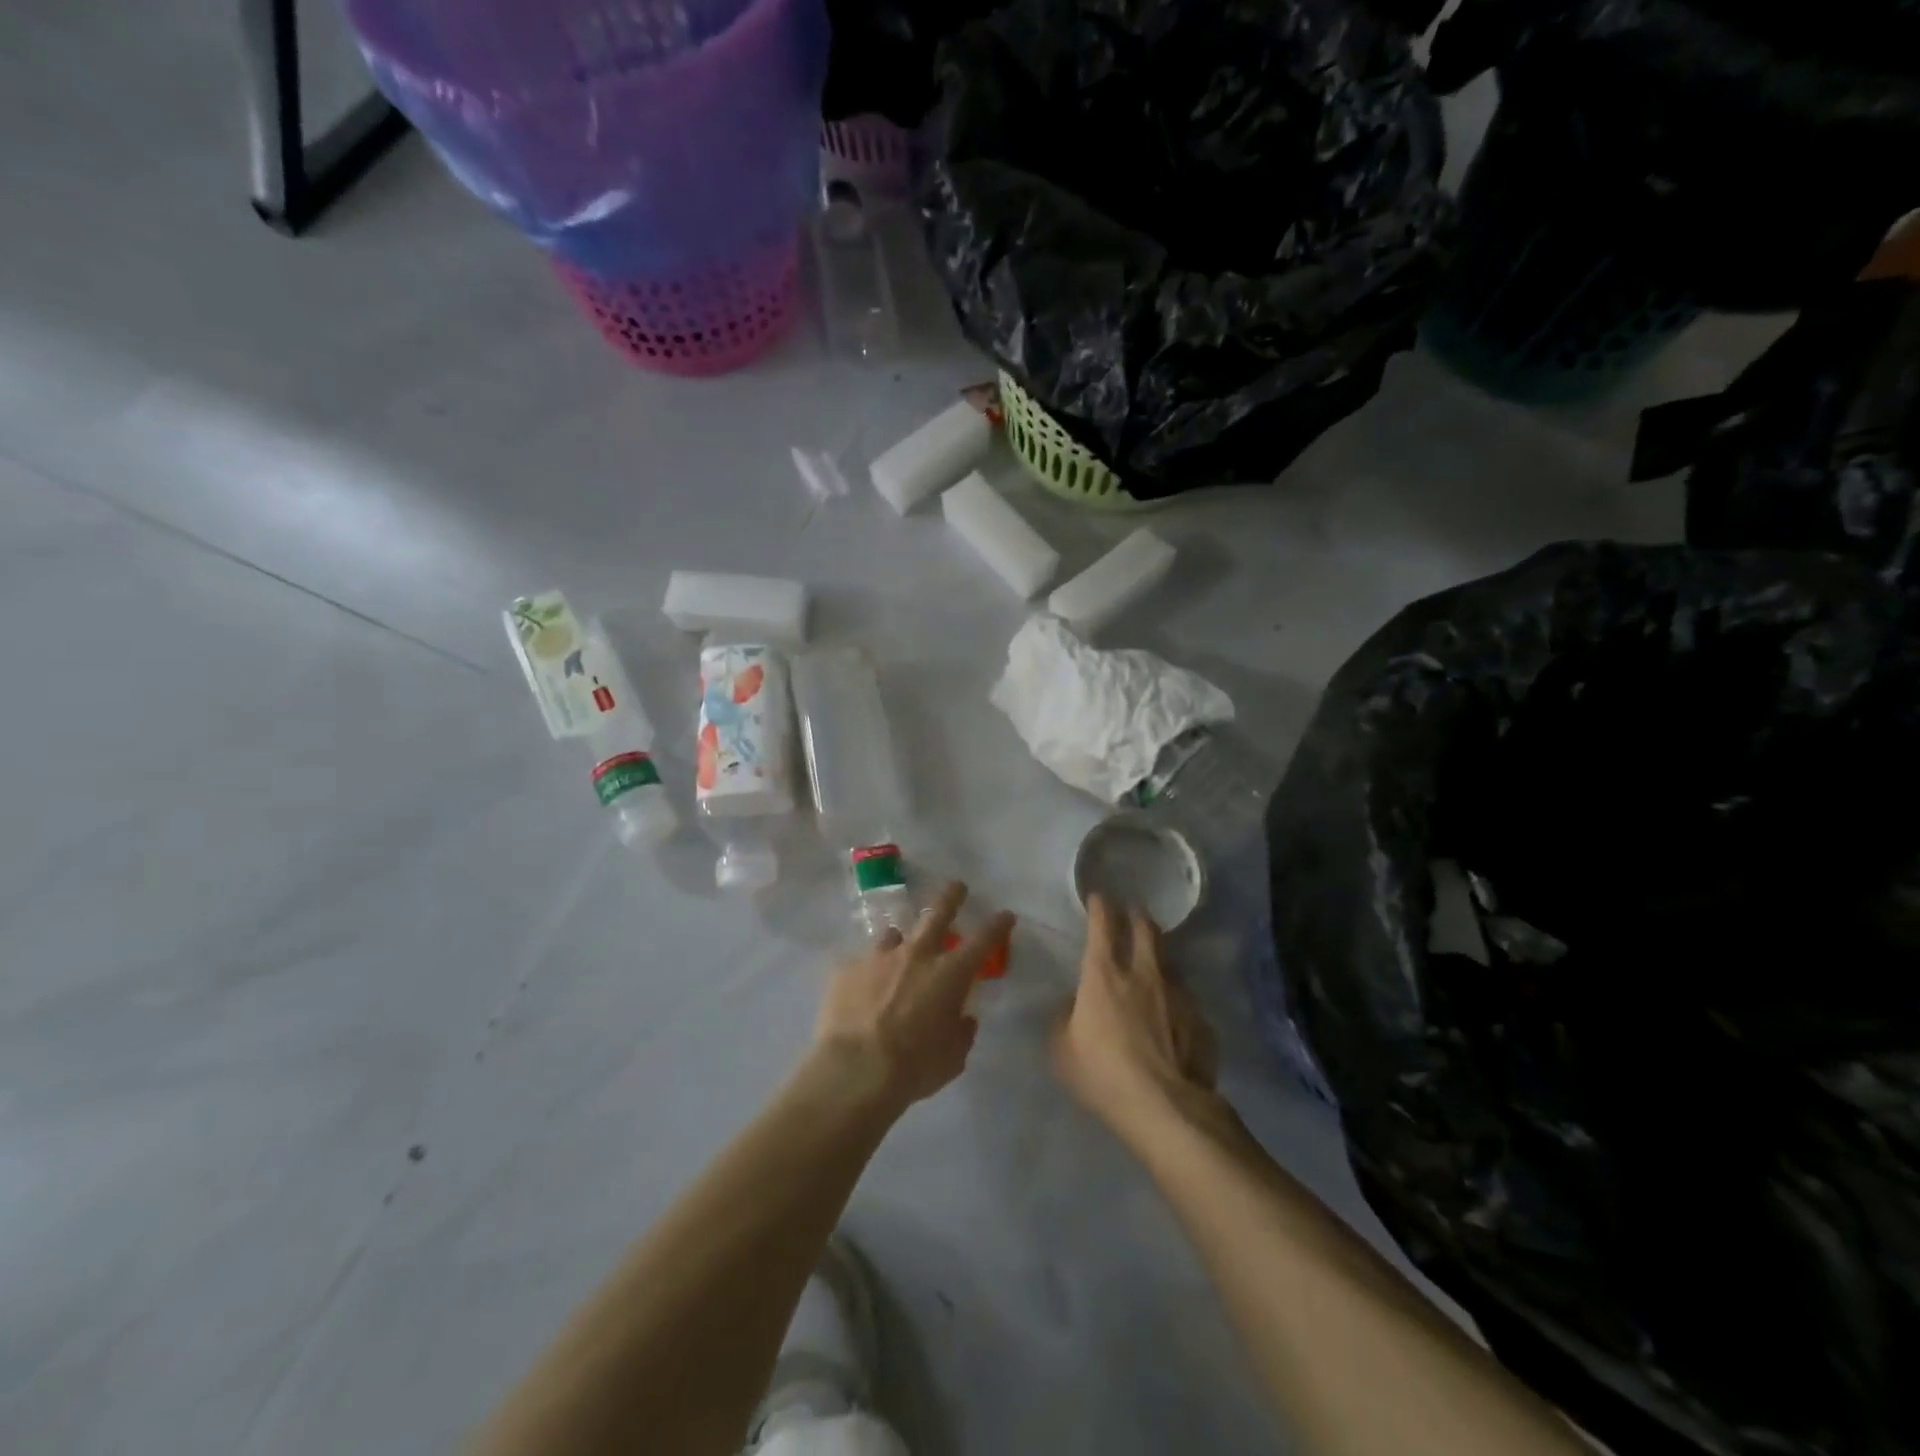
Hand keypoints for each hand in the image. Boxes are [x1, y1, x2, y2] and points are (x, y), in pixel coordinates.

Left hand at [813, 881, 1015, 1113]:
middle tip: (957, 886)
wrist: (854, 1070)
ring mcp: (878, 957)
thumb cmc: (914, 1067)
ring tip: (896, 953)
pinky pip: (861, 965)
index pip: (983, 941)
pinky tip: (861, 993)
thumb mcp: (952, 1058)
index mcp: (949, 974)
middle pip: (937, 914)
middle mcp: (916, 955)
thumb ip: (961, 1032)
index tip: (1005, 914)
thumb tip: (962, 1018)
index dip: (997, 926)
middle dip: (951, 897)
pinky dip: (867, 975)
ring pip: (893, 936)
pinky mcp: (846, 969)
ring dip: (900, 942)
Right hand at [1052, 893, 1219, 1142]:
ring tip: (1153, 963)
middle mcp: (1143, 973)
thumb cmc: (1103, 1075)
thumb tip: (1074, 1004)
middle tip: (1134, 912)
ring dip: (1158, 957)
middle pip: (1146, 930)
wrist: (1167, 1108)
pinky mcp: (1200, 1020)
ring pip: (1168, 962)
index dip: (1100, 907)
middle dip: (1138, 916)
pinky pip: (1184, 1000)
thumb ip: (1065, 1019)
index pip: (1102, 926)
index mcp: (1104, 975)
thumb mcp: (1062, 1049)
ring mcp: (1177, 994)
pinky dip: (1174, 999)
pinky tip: (1172, 1016)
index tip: (1098, 897)